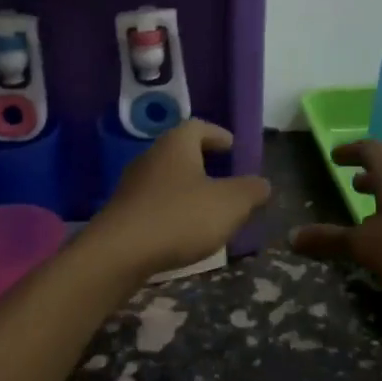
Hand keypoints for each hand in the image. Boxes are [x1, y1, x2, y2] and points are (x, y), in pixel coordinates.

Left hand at [89, 122, 272, 277]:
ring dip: (187, 189)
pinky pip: (154, 203)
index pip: (198, 127)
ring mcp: (132, 185)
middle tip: (225, 178)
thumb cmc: (180, 217)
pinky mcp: (123, 213)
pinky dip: (172, 210)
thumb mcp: (229, 204)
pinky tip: (184, 231)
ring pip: (166, 179)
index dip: (217, 135)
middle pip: (180, 152)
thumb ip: (250, 191)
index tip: (232, 147)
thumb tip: (262, 183)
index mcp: (176, 145)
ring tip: (209, 208)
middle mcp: (151, 157)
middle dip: (203, 163)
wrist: (119, 252)